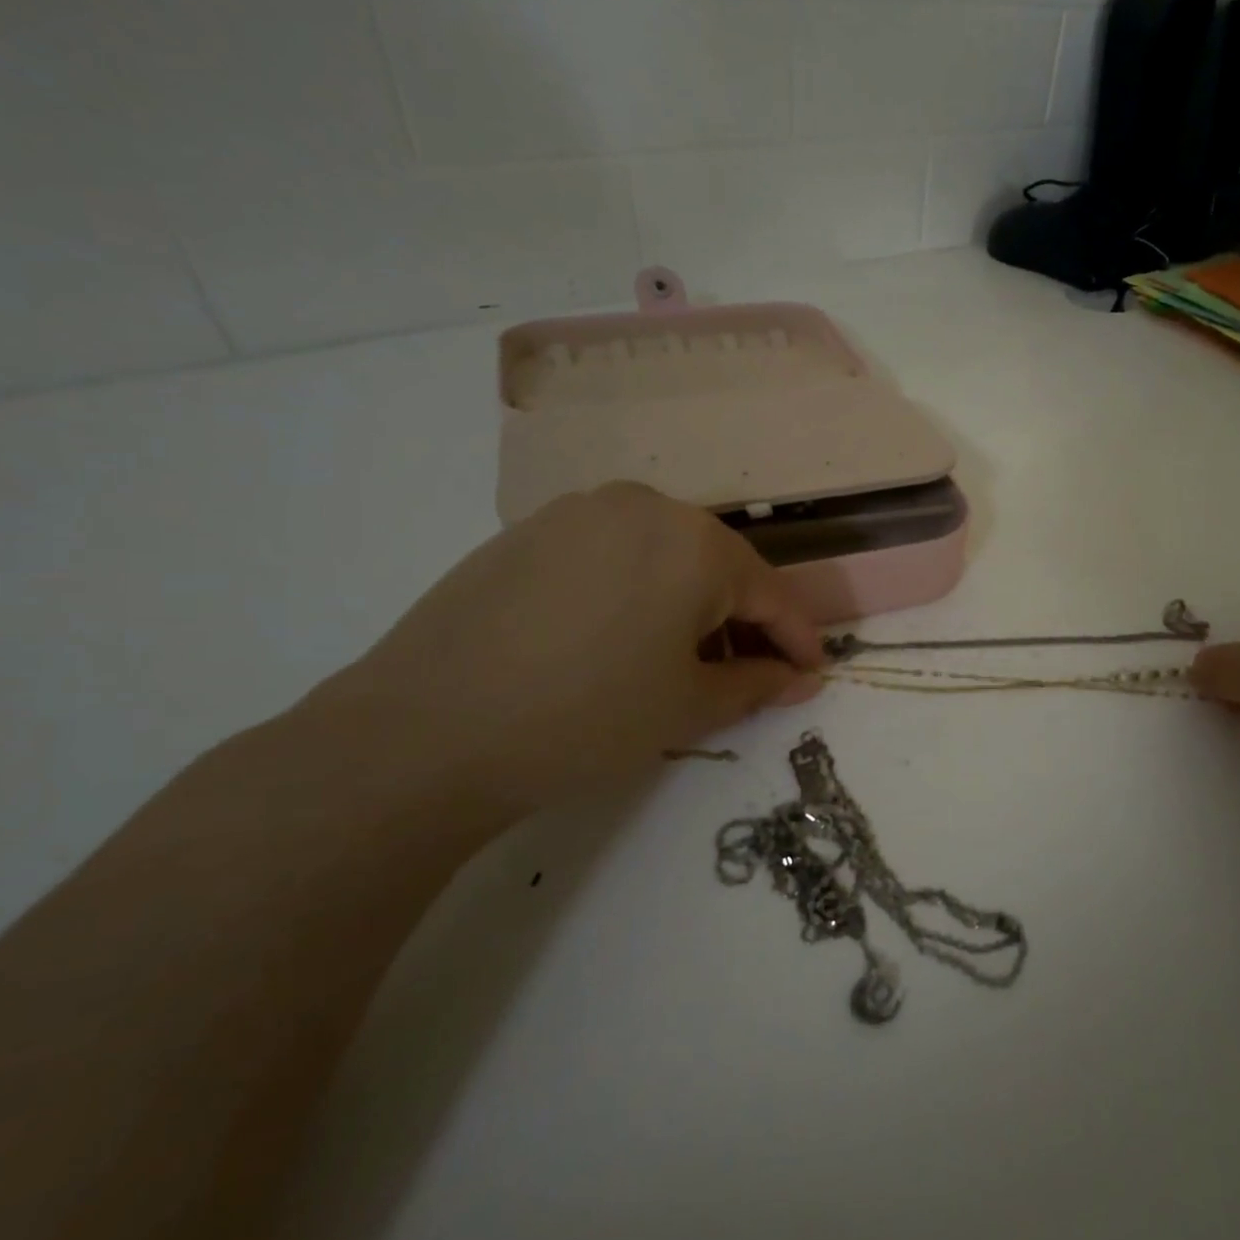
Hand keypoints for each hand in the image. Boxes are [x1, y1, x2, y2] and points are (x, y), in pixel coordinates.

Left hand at [321, 483, 823, 819]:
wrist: (425, 732)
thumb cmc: (586, 717)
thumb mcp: (689, 706)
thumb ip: (758, 684)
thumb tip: (803, 679)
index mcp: (694, 542)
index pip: (769, 592)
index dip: (798, 638)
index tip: (814, 673)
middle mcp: (642, 507)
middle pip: (717, 566)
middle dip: (742, 621)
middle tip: (749, 673)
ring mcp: (578, 512)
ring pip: (663, 556)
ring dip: (689, 605)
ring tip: (682, 661)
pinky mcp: (528, 531)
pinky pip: (610, 555)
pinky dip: (637, 592)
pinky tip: (618, 639)